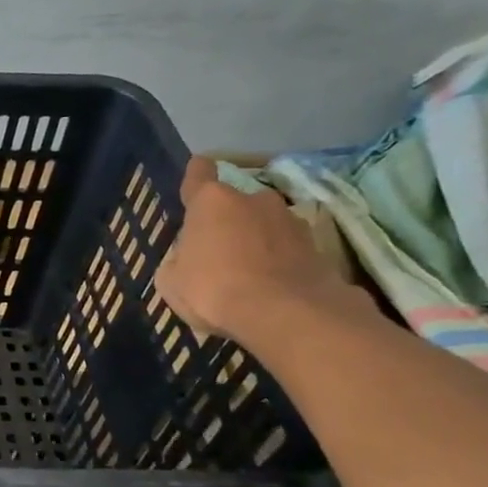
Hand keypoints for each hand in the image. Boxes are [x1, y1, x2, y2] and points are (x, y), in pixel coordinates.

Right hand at [155, 157, 355, 344]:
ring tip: (245, 272)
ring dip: (254, 240)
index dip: (196, 174)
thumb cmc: (213, 289)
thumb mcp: (171, 281)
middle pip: (234, 203)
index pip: (199, 173)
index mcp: (211, 201)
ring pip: (263, 224)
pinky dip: (276, 261)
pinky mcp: (316, 246)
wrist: (285, 313)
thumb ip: (178, 260)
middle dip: (226, 221)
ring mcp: (289, 220)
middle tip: (216, 250)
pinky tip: (268, 286)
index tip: (196, 174)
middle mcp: (253, 199)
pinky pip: (285, 248)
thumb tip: (187, 258)